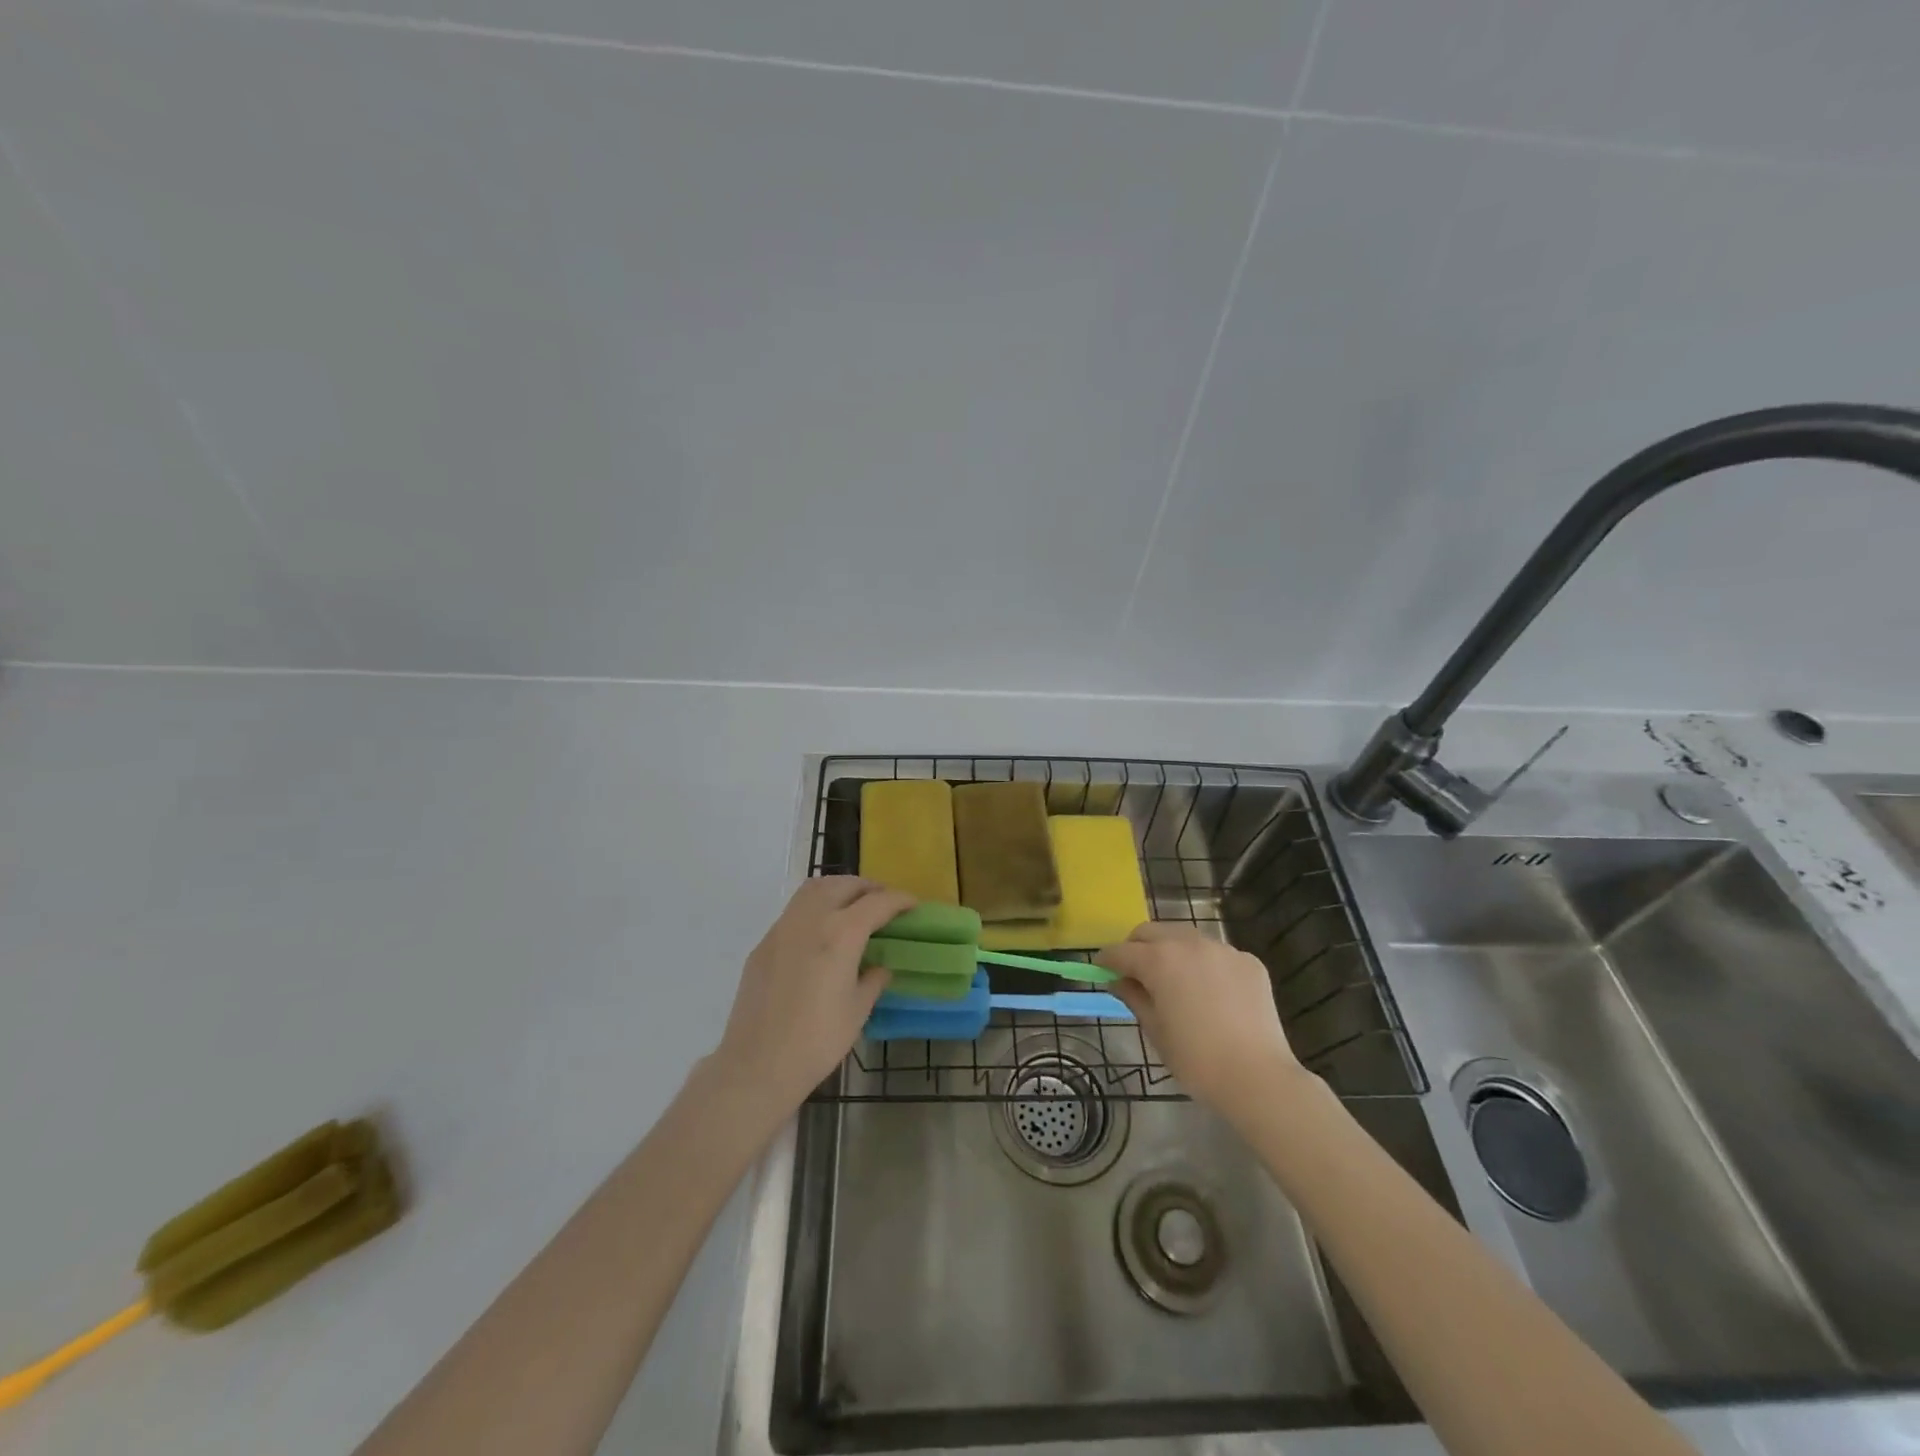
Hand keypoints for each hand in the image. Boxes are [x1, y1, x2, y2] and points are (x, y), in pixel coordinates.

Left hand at [710, 877, 911, 1114]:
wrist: (757, 1064)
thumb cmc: (817, 1040)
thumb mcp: (857, 1011)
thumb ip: (873, 980)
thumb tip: (879, 967)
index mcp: (841, 933)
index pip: (877, 903)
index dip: (899, 900)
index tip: (912, 904)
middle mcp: (811, 919)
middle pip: (843, 885)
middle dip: (868, 887)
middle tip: (883, 902)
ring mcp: (782, 928)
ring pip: (814, 889)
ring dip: (838, 889)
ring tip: (853, 906)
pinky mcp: (763, 944)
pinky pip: (794, 911)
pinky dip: (815, 908)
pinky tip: (822, 934)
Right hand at [1098, 923, 1315, 1126]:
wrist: (1257, 1077)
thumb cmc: (1196, 1059)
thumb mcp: (1155, 1030)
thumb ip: (1134, 997)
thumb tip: (1119, 981)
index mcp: (1159, 960)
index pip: (1122, 951)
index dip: (1107, 960)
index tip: (1101, 969)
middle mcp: (1189, 943)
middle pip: (1152, 932)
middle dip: (1137, 947)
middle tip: (1135, 971)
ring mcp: (1222, 949)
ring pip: (1186, 937)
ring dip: (1172, 951)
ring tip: (1175, 979)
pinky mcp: (1248, 961)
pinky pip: (1216, 954)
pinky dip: (1205, 965)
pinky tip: (1212, 993)